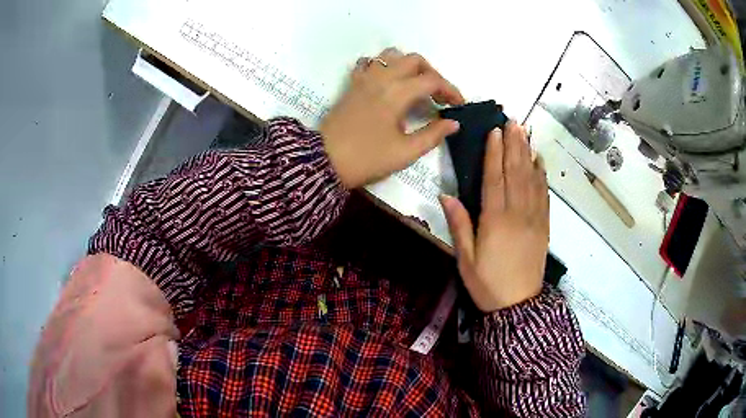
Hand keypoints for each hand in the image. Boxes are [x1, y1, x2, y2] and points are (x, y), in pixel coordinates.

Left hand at [320, 48, 464, 188]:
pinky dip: (384, 66)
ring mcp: (364, 78)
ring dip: (408, 65)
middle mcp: (381, 78)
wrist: (324, 161)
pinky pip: (370, 63)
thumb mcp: (405, 152)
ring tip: (415, 85)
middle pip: (414, 60)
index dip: (450, 90)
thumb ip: (432, 135)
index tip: (458, 105)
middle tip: (438, 94)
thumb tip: (453, 123)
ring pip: (391, 56)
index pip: (431, 80)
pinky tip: (388, 82)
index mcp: (397, 93)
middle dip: (432, 74)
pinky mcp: (352, 83)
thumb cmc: (367, 158)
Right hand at [440, 123, 548, 311]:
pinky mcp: (544, 225)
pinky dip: (542, 175)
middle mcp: (517, 213)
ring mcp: (534, 218)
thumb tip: (445, 195)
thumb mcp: (465, 259)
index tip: (495, 131)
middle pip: (516, 172)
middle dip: (514, 144)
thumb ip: (459, 225)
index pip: (494, 178)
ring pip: (532, 179)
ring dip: (528, 153)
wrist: (519, 304)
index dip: (494, 153)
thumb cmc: (487, 283)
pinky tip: (540, 161)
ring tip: (525, 132)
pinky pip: (544, 195)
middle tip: (513, 121)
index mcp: (495, 220)